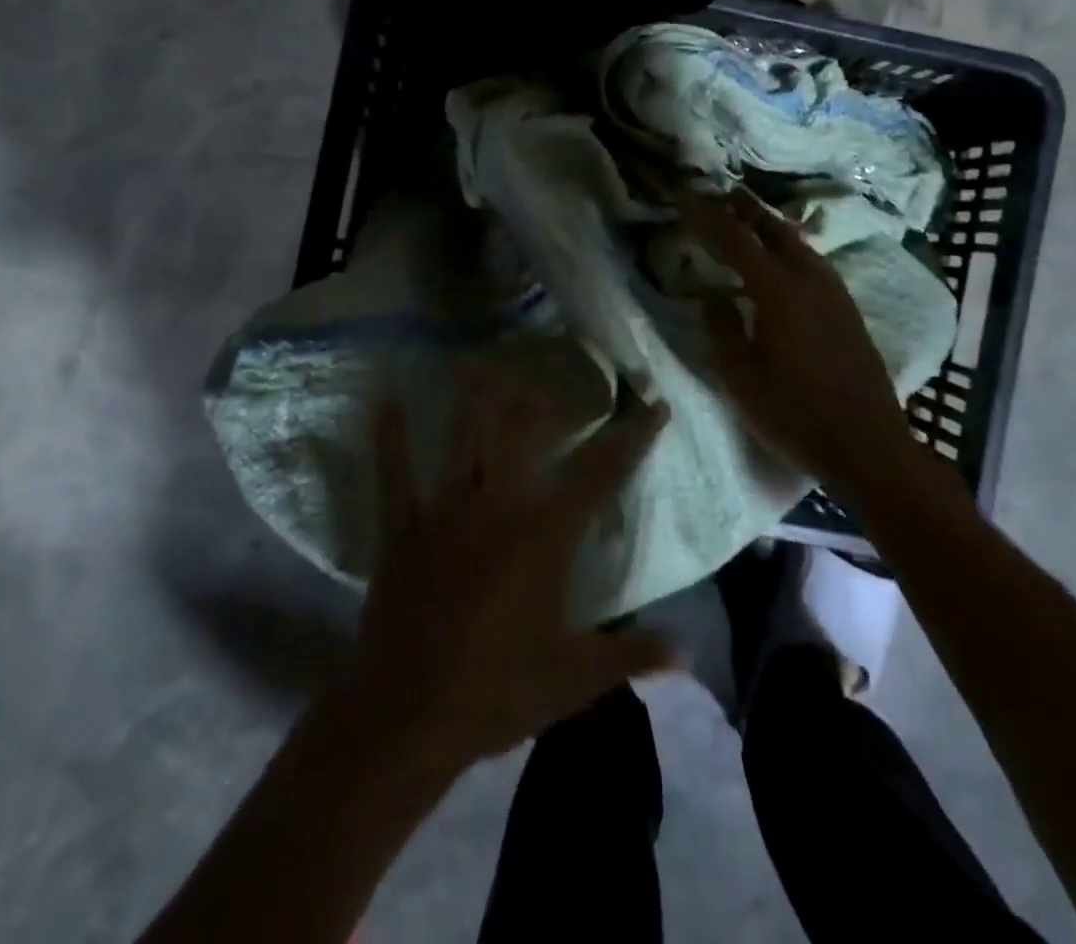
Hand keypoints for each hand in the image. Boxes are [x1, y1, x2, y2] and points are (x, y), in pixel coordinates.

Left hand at [349, 379, 676, 771]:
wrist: (408, 714)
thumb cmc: (498, 691)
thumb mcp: (575, 677)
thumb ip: (633, 654)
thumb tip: (689, 651)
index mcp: (545, 534)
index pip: (602, 473)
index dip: (633, 436)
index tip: (655, 404)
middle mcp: (498, 505)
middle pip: (522, 433)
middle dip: (539, 399)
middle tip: (548, 372)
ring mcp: (446, 511)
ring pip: (462, 438)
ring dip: (473, 398)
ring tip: (480, 361)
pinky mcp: (404, 528)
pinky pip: (395, 474)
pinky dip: (390, 438)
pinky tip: (386, 402)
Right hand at [678, 189, 917, 492]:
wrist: (868, 444)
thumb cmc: (795, 414)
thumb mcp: (741, 377)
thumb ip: (722, 329)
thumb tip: (713, 297)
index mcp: (778, 291)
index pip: (734, 239)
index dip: (706, 215)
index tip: (684, 194)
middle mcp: (810, 279)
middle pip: (772, 228)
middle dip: (743, 208)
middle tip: (718, 193)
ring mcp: (834, 292)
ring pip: (797, 242)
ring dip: (767, 225)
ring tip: (745, 218)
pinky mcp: (847, 308)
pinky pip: (811, 260)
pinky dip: (787, 246)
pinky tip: (780, 258)